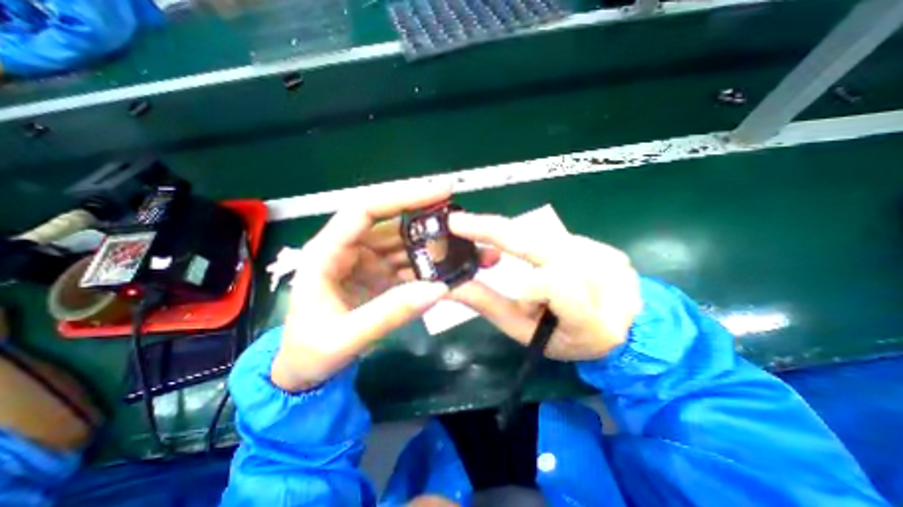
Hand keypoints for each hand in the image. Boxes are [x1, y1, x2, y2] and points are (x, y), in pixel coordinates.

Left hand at [269, 189, 451, 390]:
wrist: (305, 371)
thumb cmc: (311, 352)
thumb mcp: (345, 338)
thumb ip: (390, 313)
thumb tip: (439, 289)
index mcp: (327, 252)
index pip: (365, 209)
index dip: (403, 196)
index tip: (441, 192)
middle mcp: (348, 248)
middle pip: (392, 222)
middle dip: (427, 219)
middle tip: (462, 221)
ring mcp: (367, 260)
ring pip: (404, 242)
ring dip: (432, 244)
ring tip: (464, 247)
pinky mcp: (379, 274)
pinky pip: (408, 262)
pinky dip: (429, 264)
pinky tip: (448, 269)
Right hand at [446, 212, 640, 362]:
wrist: (613, 333)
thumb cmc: (562, 339)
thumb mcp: (522, 330)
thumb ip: (487, 304)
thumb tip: (448, 286)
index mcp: (591, 321)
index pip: (555, 287)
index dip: (526, 285)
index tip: (483, 261)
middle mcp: (609, 287)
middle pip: (547, 247)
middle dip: (497, 229)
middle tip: (460, 222)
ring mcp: (613, 263)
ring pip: (547, 239)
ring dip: (517, 243)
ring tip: (502, 258)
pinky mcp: (610, 249)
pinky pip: (559, 237)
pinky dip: (536, 244)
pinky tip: (536, 259)